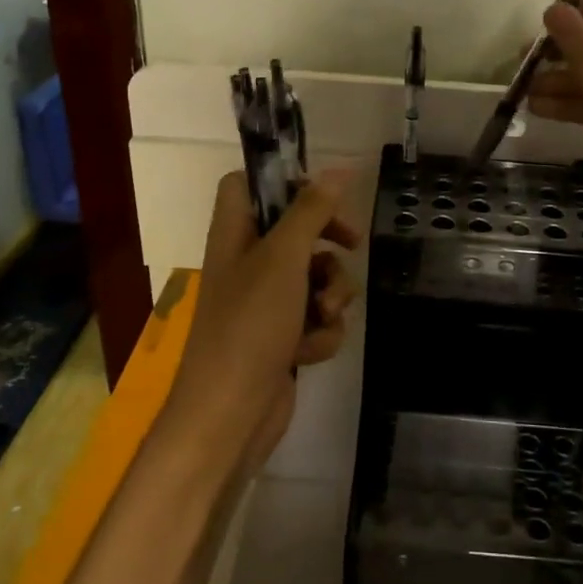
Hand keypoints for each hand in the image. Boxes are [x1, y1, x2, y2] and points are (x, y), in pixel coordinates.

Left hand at [163, 169, 360, 480]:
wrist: (231, 415)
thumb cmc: (250, 325)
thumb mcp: (283, 258)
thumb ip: (311, 210)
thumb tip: (339, 169)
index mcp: (235, 233)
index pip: (247, 184)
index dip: (283, 181)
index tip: (319, 191)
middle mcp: (248, 262)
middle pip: (296, 228)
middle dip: (328, 241)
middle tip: (350, 243)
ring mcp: (266, 301)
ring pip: (316, 275)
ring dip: (331, 293)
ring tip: (323, 314)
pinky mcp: (283, 335)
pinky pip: (317, 315)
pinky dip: (321, 330)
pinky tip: (309, 351)